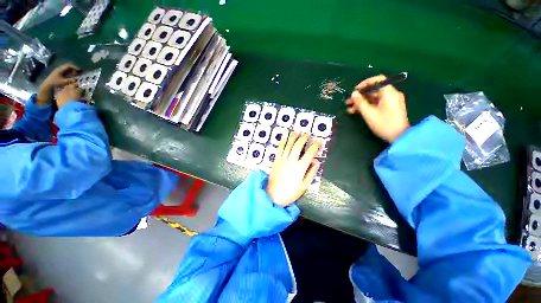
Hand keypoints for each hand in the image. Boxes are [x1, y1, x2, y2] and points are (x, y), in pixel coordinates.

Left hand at [37, 63, 79, 105]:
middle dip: (74, 69)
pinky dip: (70, 73)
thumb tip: (76, 80)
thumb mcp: (63, 82)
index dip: (75, 67)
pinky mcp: (58, 74)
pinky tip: (72, 76)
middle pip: (68, 67)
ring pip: (67, 69)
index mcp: (60, 69)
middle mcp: (59, 68)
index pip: (69, 66)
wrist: (47, 85)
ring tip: (76, 75)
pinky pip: (65, 71)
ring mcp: (59, 71)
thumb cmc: (55, 83)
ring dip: (72, 71)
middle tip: (79, 72)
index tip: (80, 70)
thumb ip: (70, 80)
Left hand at [266, 132, 320, 206]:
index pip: (309, 154)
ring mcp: (282, 160)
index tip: (318, 141)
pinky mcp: (276, 161)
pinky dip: (282, 142)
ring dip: (293, 137)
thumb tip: (316, 162)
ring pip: (288, 145)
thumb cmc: (290, 193)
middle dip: (303, 138)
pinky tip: (284, 138)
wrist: (273, 195)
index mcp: (300, 168)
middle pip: (298, 146)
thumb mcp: (304, 186)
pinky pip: (279, 149)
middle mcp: (291, 161)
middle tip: (307, 133)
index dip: (315, 146)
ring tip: (297, 131)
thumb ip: (311, 173)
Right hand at [346, 75, 409, 141]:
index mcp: (389, 93)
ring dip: (362, 102)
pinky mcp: (390, 108)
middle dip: (360, 95)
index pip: (377, 80)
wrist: (399, 137)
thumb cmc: (384, 124)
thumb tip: (353, 93)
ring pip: (374, 97)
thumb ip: (360, 102)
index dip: (365, 84)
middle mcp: (391, 94)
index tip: (355, 91)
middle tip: (348, 102)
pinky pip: (377, 103)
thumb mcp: (369, 113)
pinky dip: (368, 106)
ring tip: (350, 109)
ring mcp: (391, 101)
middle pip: (374, 90)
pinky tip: (357, 111)